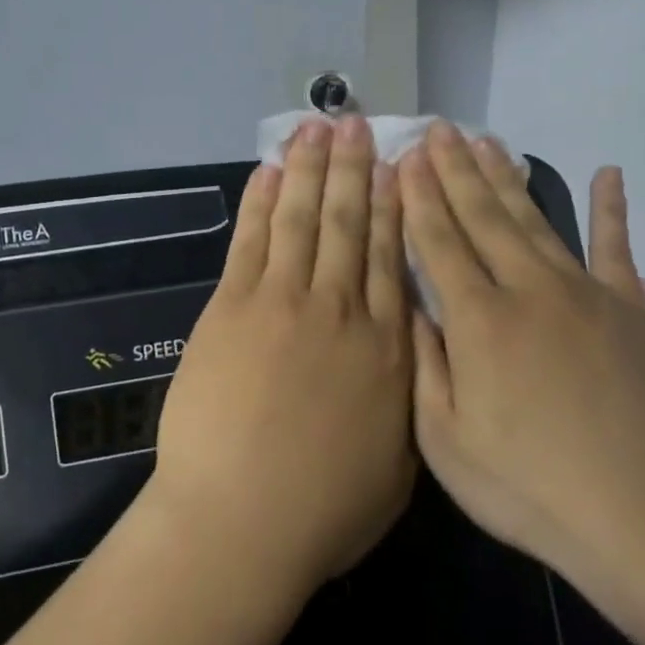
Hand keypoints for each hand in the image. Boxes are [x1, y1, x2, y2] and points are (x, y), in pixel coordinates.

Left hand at [149, 116, 414, 601]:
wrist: (241, 520)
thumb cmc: (324, 509)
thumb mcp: (398, 462)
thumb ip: (407, 394)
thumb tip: (414, 348)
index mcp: (386, 345)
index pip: (392, 256)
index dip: (395, 205)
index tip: (398, 166)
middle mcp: (339, 308)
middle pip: (349, 223)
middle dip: (354, 169)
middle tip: (358, 124)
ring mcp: (280, 302)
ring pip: (301, 219)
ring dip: (309, 169)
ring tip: (317, 127)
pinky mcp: (229, 308)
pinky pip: (250, 242)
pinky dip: (260, 203)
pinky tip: (268, 172)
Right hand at [400, 124, 644, 600]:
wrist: (640, 517)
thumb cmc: (527, 487)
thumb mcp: (444, 441)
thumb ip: (424, 365)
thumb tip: (414, 307)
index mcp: (477, 321)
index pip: (438, 242)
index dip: (418, 198)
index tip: (404, 160)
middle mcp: (527, 290)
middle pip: (483, 217)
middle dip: (455, 171)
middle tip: (437, 130)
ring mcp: (584, 294)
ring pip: (535, 220)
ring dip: (506, 177)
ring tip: (485, 140)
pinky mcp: (630, 310)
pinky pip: (617, 247)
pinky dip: (611, 208)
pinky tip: (607, 172)